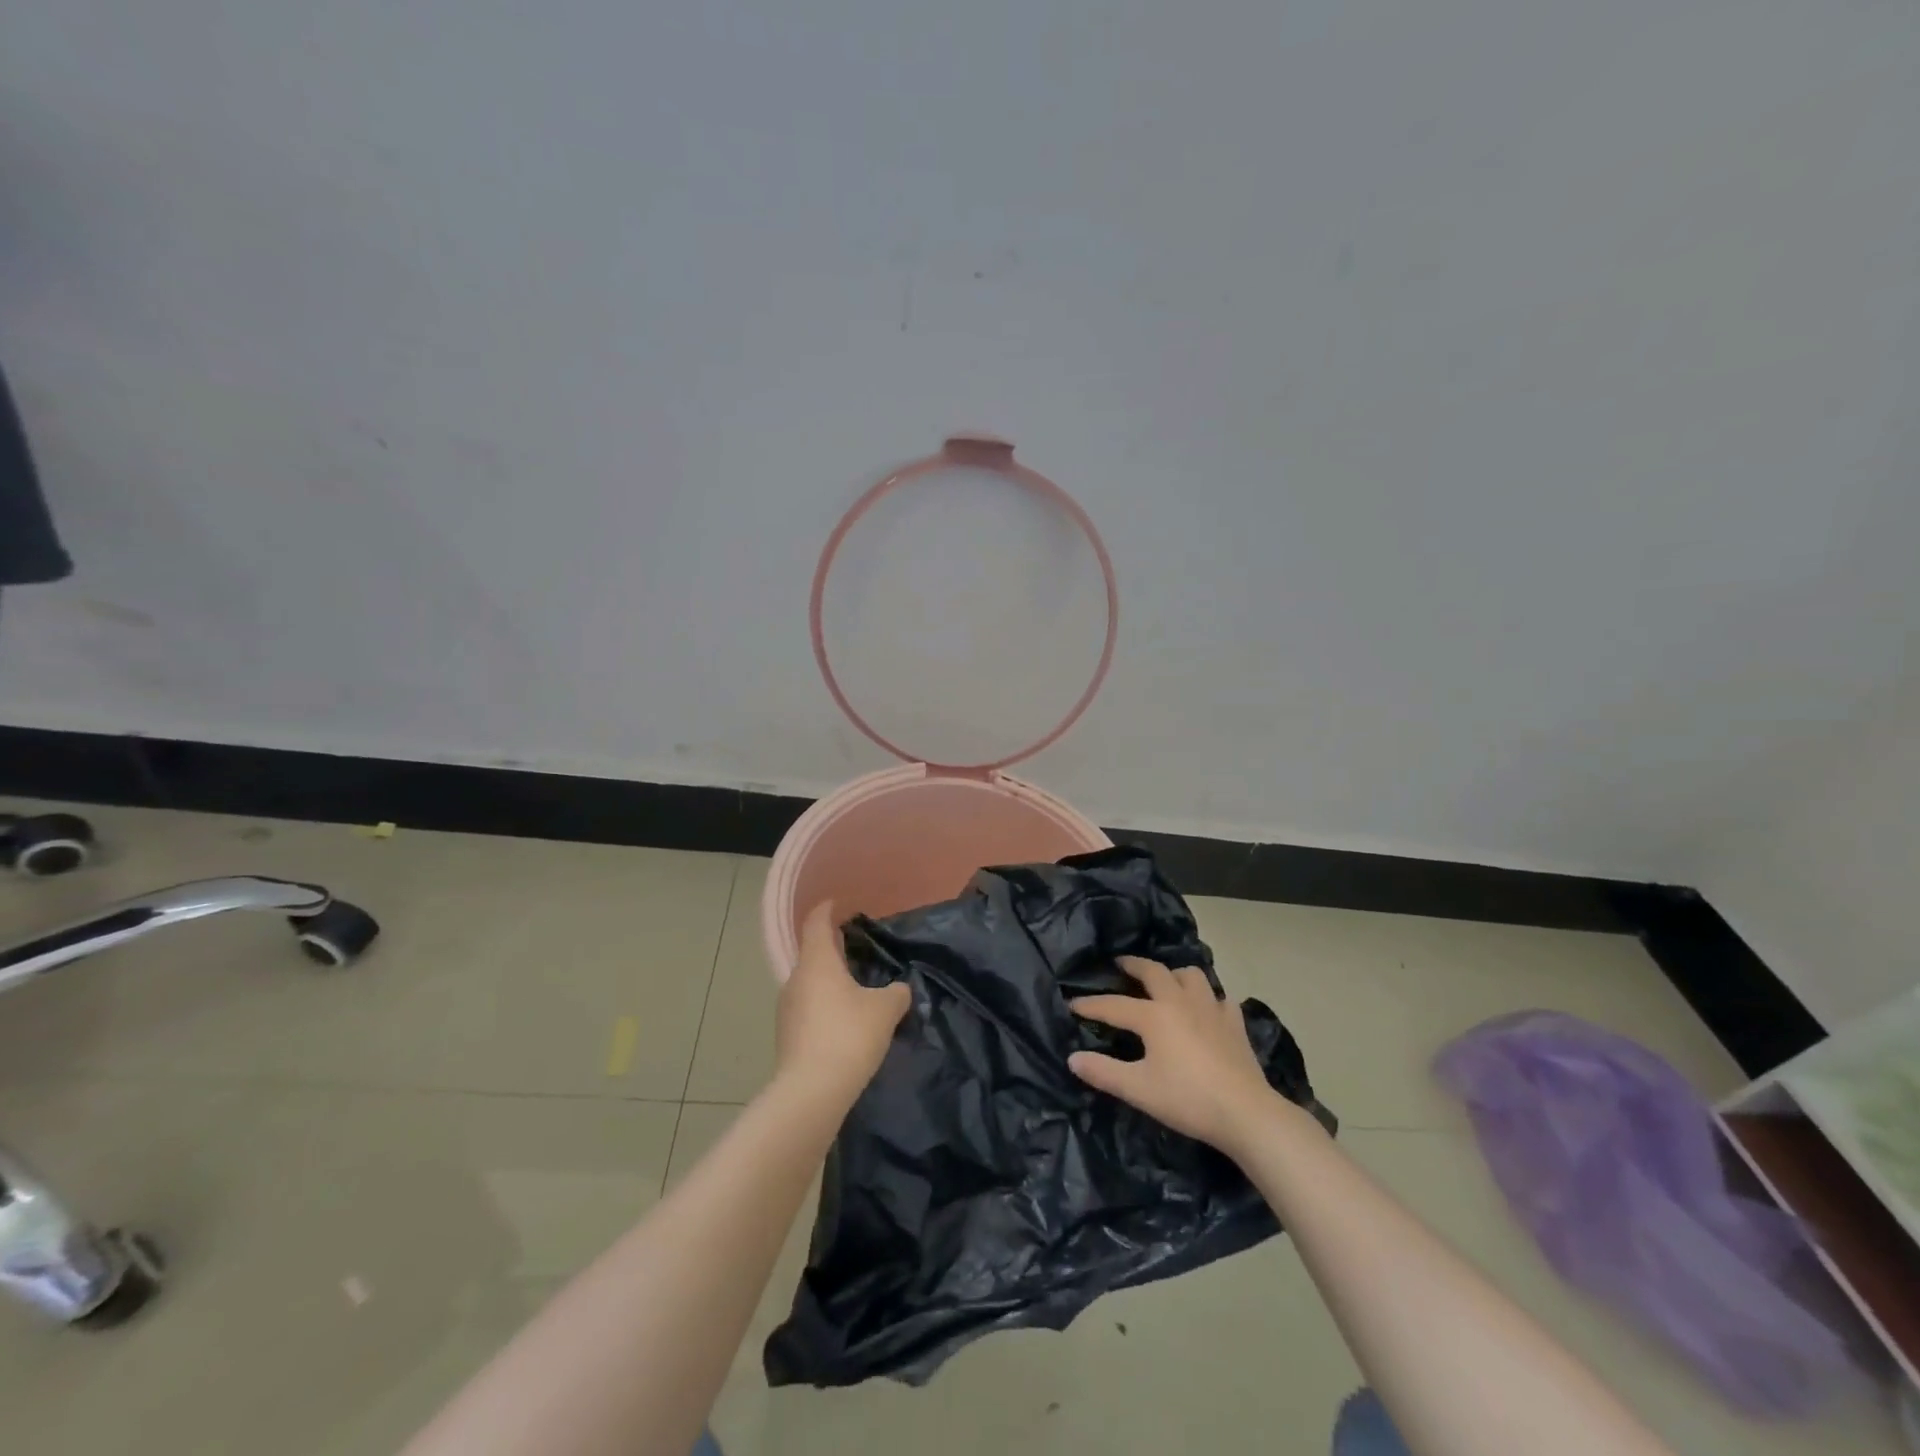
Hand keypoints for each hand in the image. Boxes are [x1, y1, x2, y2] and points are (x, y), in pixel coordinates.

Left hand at [775, 902, 911, 1107]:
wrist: (811, 1093)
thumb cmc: (848, 1036)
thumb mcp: (885, 1010)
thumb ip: (896, 993)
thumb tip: (899, 989)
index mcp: (817, 961)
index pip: (816, 923)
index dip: (827, 910)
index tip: (838, 904)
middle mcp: (797, 978)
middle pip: (813, 953)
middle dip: (833, 948)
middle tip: (857, 948)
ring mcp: (787, 1008)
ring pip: (810, 983)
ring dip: (830, 980)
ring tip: (855, 988)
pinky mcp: (787, 1035)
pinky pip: (808, 1008)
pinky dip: (825, 1006)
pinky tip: (845, 1022)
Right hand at [1069, 957, 1276, 1153]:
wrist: (1246, 1113)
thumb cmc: (1187, 1099)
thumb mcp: (1138, 1089)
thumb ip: (1103, 1072)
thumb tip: (1072, 1058)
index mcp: (1154, 1015)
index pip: (1114, 1005)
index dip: (1090, 1005)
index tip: (1072, 1004)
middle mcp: (1180, 1001)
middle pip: (1154, 971)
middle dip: (1133, 966)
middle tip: (1121, 965)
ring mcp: (1211, 1008)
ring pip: (1191, 975)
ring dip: (1174, 974)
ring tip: (1166, 983)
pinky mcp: (1234, 1023)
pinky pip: (1219, 998)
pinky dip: (1208, 998)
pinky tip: (1206, 1010)